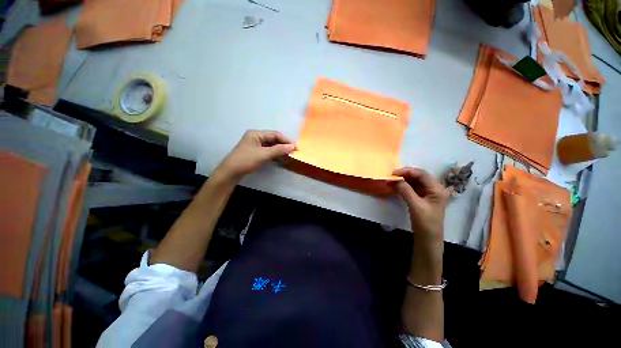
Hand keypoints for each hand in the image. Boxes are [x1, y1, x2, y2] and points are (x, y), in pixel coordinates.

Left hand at [214, 130, 295, 181]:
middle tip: (293, 151)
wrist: (231, 172)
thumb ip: (279, 150)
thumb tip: (293, 146)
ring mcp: (255, 144)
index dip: (286, 140)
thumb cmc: (246, 160)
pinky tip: (280, 158)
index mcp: (256, 134)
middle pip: (273, 139)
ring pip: (271, 145)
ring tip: (289, 154)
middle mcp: (256, 137)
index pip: (275, 134)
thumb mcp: (264, 155)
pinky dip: (274, 153)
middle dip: (283, 145)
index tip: (295, 147)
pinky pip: (267, 150)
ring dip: (279, 149)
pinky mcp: (255, 152)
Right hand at [393, 167, 450, 246]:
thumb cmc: (425, 222)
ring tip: (391, 180)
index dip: (407, 171)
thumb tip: (395, 180)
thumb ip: (406, 191)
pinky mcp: (422, 196)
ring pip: (415, 180)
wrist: (428, 237)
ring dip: (403, 179)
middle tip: (391, 175)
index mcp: (437, 189)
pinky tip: (395, 185)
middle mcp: (434, 188)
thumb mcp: (415, 206)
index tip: (393, 173)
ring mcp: (428, 192)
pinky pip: (412, 187)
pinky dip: (403, 185)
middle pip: (419, 176)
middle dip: (405, 174)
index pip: (422, 174)